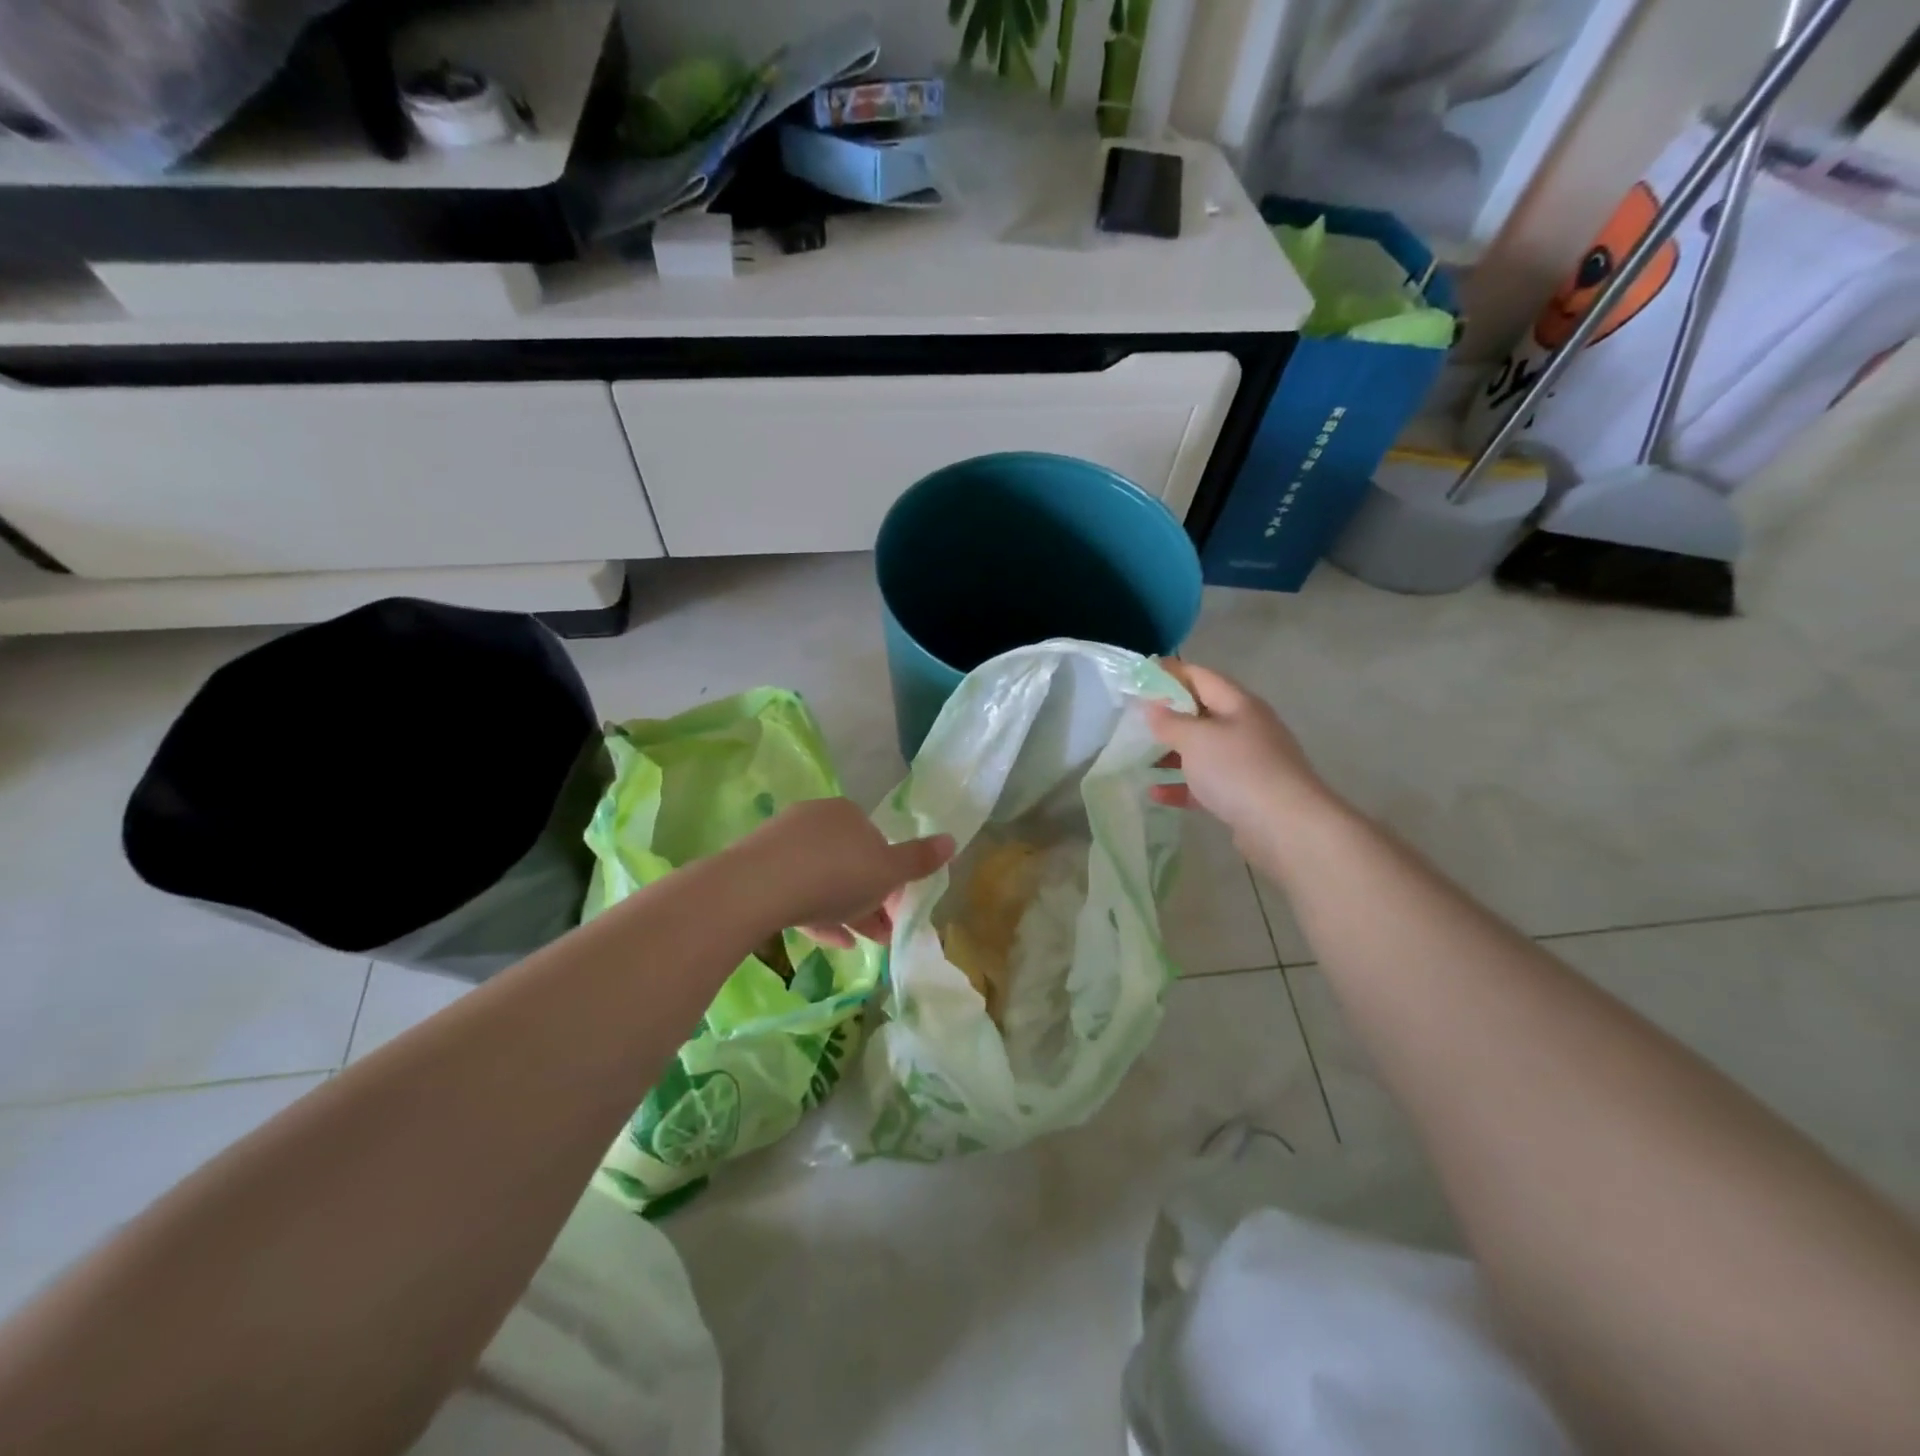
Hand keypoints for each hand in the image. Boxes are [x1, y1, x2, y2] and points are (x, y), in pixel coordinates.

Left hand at [740, 798, 954, 948]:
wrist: (760, 886)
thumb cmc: (836, 875)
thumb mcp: (888, 873)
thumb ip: (920, 860)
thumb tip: (953, 840)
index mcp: (850, 814)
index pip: (878, 844)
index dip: (891, 879)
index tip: (896, 910)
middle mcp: (817, 819)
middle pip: (851, 863)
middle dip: (870, 900)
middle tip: (881, 934)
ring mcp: (784, 842)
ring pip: (823, 879)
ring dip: (846, 911)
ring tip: (859, 944)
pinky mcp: (760, 866)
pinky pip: (797, 889)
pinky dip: (817, 913)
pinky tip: (830, 941)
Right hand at [1146, 661, 1338, 855]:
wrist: (1286, 826)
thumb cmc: (1238, 770)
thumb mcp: (1196, 738)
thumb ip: (1169, 721)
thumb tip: (1151, 706)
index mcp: (1238, 704)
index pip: (1200, 676)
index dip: (1170, 673)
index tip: (1138, 678)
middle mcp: (1245, 728)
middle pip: (1201, 713)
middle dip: (1167, 715)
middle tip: (1132, 720)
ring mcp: (1247, 762)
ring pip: (1202, 750)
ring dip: (1171, 752)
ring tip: (1137, 757)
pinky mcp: (1243, 794)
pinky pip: (1206, 783)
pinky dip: (1181, 785)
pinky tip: (1155, 793)